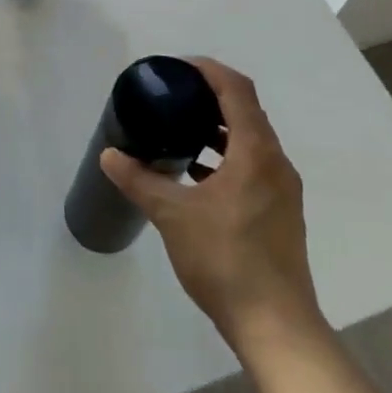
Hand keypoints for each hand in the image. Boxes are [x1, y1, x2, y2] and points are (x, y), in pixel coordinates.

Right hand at [100, 58, 324, 358]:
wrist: (275, 324)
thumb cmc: (225, 259)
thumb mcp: (173, 216)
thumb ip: (140, 181)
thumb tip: (109, 155)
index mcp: (256, 152)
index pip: (237, 89)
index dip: (208, 70)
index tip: (177, 68)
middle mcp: (276, 163)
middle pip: (246, 112)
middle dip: (210, 98)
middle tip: (173, 97)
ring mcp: (282, 190)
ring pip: (250, 142)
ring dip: (218, 130)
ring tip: (180, 132)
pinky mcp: (280, 213)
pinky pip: (252, 167)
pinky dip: (226, 158)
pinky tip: (196, 176)